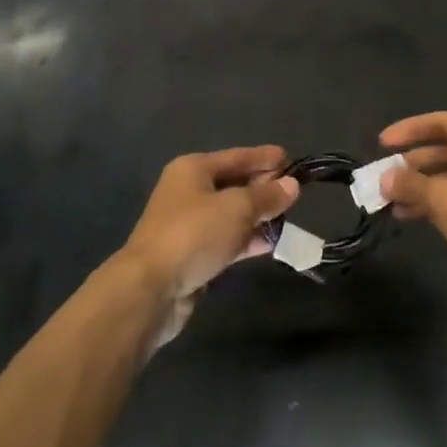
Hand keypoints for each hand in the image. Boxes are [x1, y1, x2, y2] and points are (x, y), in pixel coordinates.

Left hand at [121, 146, 298, 348]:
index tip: (294, 162)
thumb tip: (292, 185)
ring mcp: (188, 224)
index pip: (238, 156)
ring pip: (231, 214)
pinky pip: (226, 239)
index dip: (266, 158)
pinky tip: (270, 243)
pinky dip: (247, 239)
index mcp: (194, 169)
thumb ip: (267, 196)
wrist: (150, 290)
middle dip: (264, 188)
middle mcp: (189, 192)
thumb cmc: (194, 235)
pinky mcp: (192, 254)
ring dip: (258, 216)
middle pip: (234, 183)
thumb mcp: (237, 209)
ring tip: (288, 219)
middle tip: (295, 194)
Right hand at [379, 112, 446, 292]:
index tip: (381, 143)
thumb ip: (411, 183)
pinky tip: (407, 214)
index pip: (443, 122)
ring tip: (388, 198)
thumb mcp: (443, 198)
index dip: (409, 130)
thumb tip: (384, 178)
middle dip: (412, 163)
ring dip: (420, 185)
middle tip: (382, 174)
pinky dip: (434, 201)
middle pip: (446, 148)